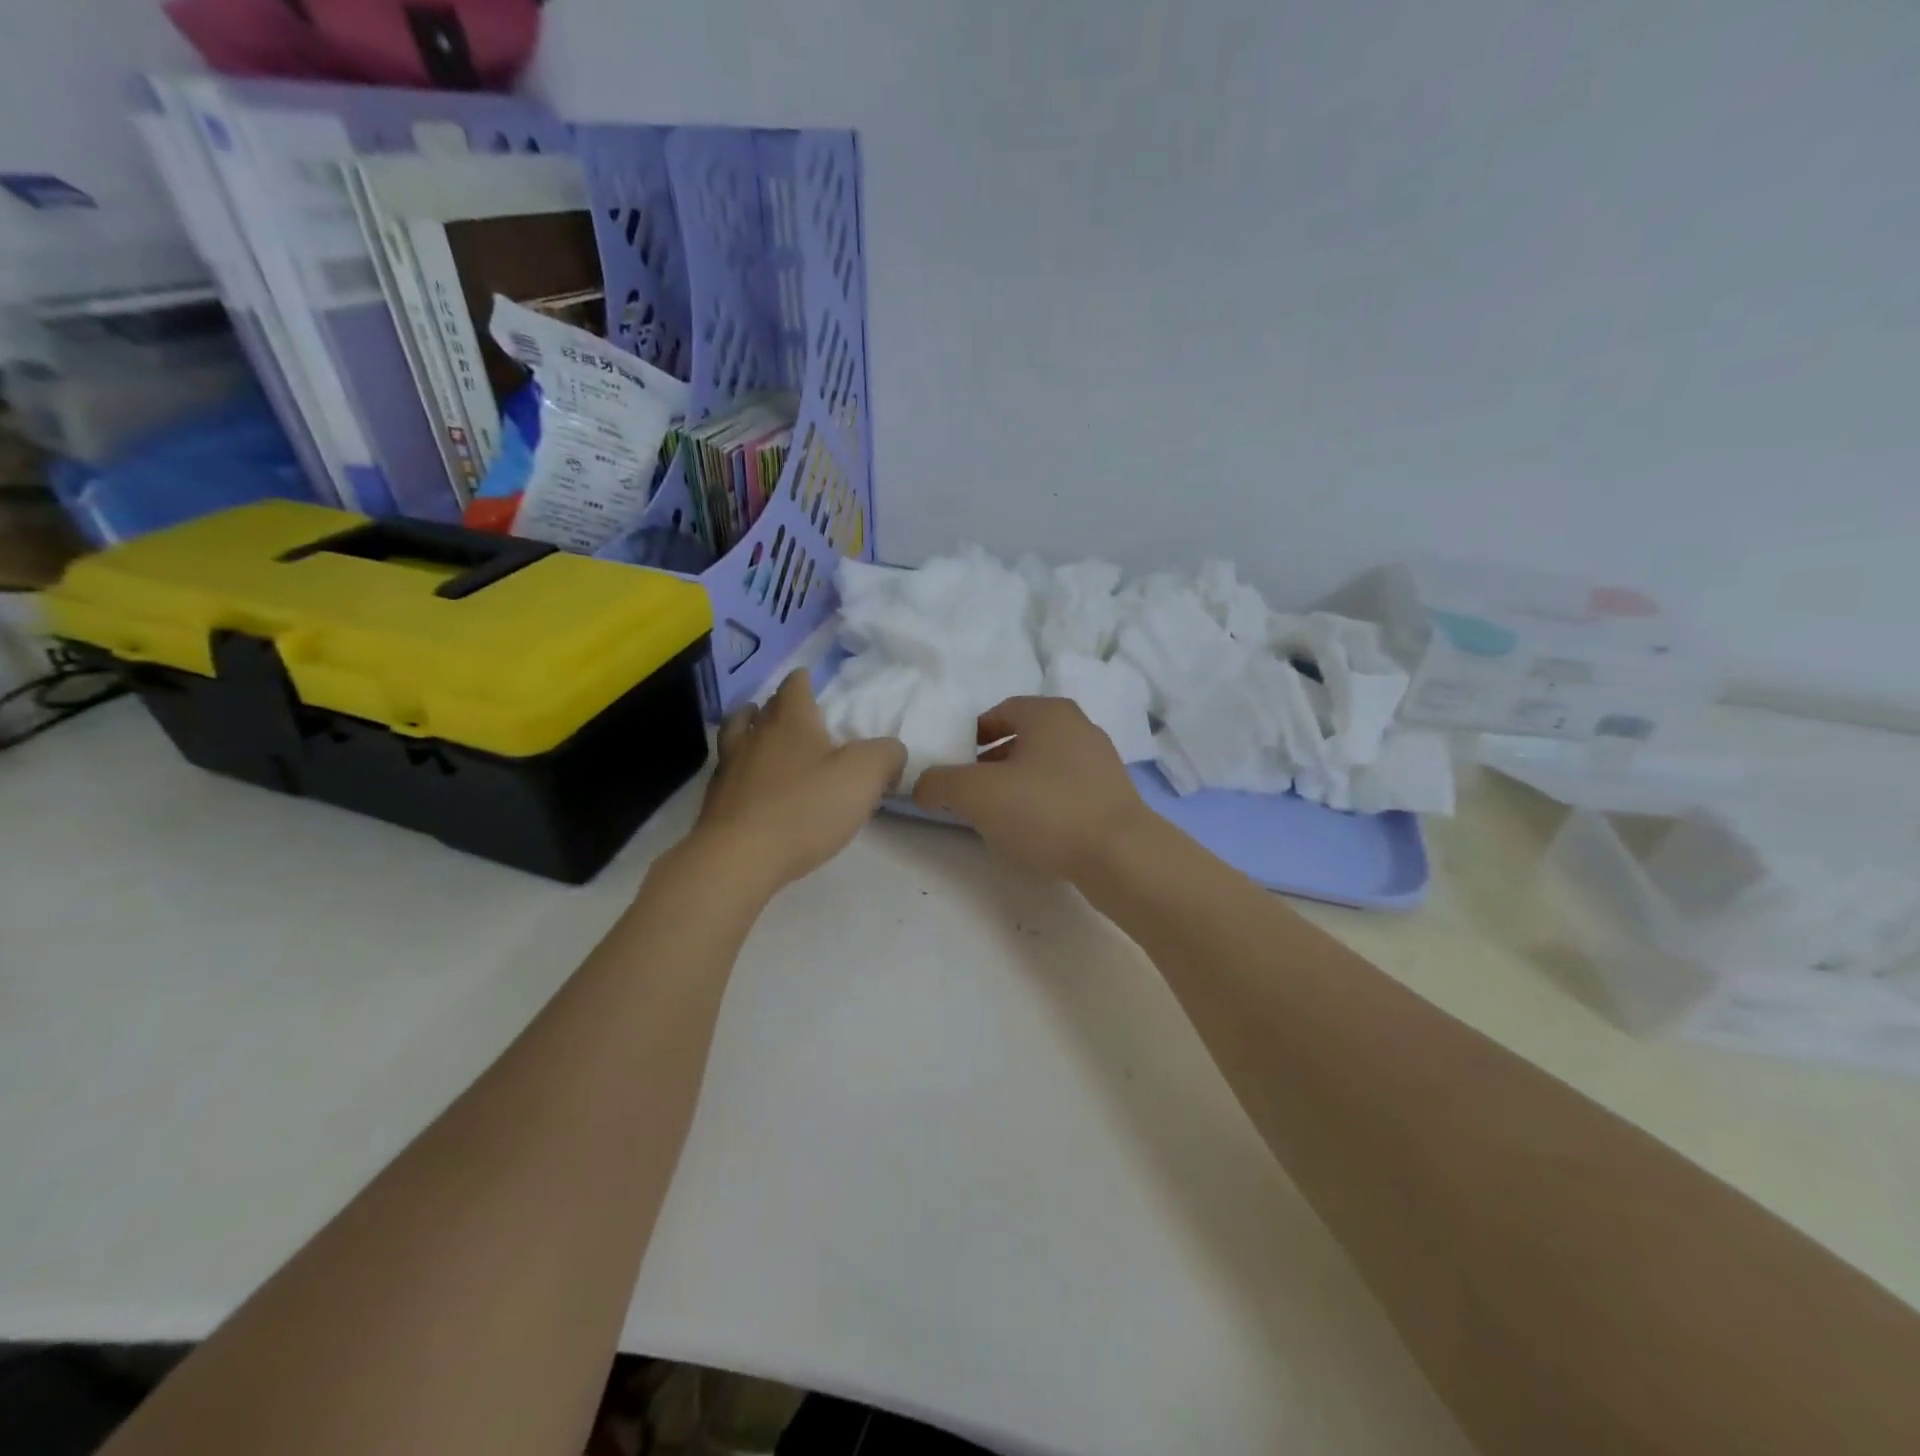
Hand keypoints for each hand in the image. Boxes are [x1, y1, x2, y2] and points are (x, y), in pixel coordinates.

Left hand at [686, 668, 905, 893]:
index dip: (804, 680)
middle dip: (777, 706)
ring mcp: (729, 768)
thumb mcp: (864, 775)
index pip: (795, 687)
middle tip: (793, 713)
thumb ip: (886, 755)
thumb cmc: (806, 807)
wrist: (741, 857)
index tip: (809, 679)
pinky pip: (730, 773)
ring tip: (762, 739)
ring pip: (736, 736)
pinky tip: (754, 785)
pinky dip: (742, 771)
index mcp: (791, 721)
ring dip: (749, 731)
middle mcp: (755, 736)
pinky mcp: (716, 802)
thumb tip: (891, 751)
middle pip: (761, 708)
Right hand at [913, 696, 1153, 880]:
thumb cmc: (1046, 810)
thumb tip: (922, 786)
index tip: (956, 764)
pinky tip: (1034, 832)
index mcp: (1049, 713)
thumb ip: (941, 783)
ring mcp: (1102, 761)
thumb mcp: (977, 794)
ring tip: (999, 817)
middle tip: (972, 793)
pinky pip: (1066, 790)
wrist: (1121, 855)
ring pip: (1045, 766)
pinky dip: (1044, 803)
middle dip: (992, 763)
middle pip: (1023, 739)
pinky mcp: (1114, 795)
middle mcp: (1079, 727)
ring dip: (1018, 785)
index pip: (1000, 711)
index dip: (972, 735)